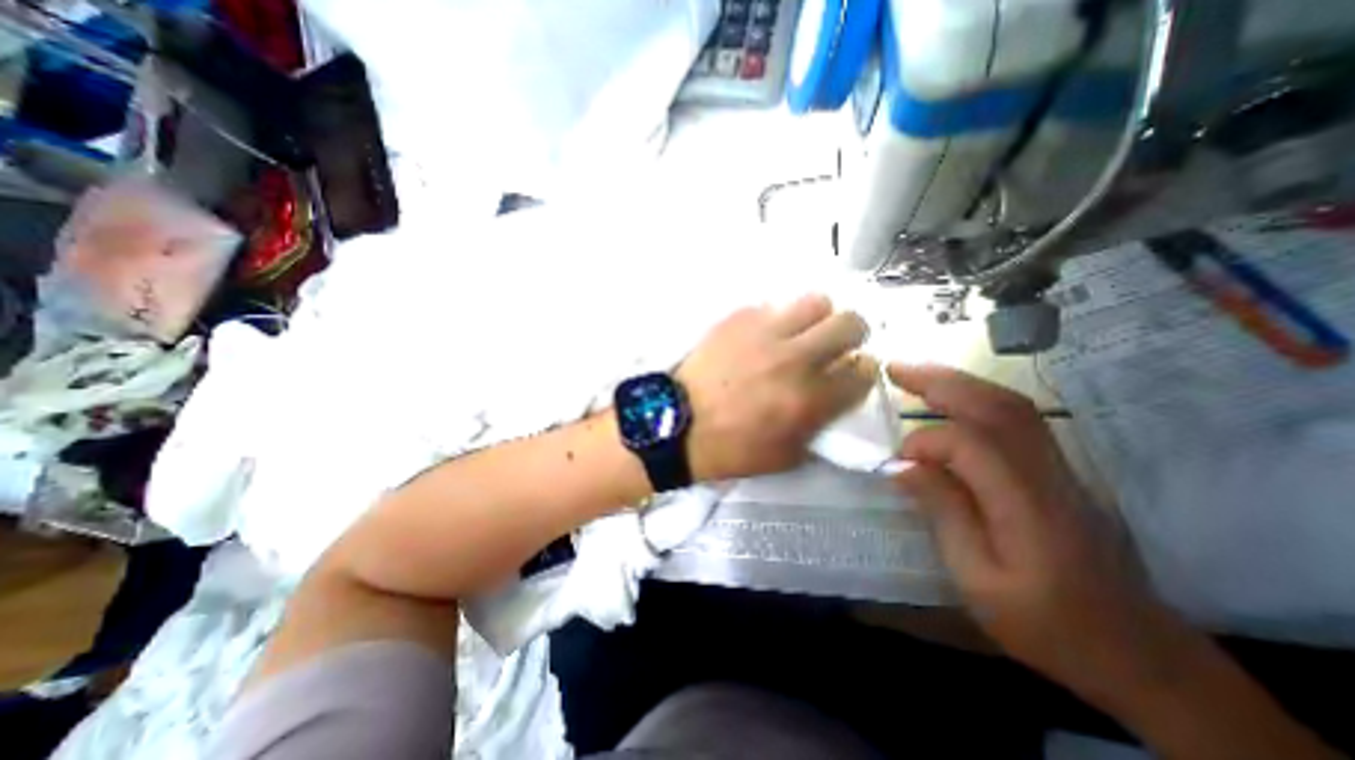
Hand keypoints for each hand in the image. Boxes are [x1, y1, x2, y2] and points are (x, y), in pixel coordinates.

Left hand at [679, 298, 880, 481]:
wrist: (676, 425)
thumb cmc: (730, 449)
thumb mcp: (786, 456)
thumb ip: (820, 426)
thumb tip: (834, 397)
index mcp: (810, 399)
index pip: (863, 372)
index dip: (862, 372)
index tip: (850, 373)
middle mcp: (795, 359)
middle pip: (850, 323)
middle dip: (851, 334)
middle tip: (834, 345)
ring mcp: (765, 333)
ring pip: (815, 302)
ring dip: (815, 319)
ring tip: (798, 334)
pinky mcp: (737, 319)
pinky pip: (770, 307)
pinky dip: (773, 321)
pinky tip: (758, 338)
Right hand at [893, 365, 1188, 708]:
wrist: (1141, 655)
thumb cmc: (1048, 627)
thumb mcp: (978, 581)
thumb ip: (943, 515)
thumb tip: (901, 467)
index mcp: (1028, 508)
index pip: (971, 446)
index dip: (925, 444)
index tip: (897, 464)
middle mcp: (1051, 476)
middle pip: (999, 408)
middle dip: (942, 382)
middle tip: (895, 369)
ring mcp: (1065, 470)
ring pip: (1012, 407)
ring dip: (960, 383)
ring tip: (915, 375)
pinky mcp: (1063, 473)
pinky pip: (1019, 421)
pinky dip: (979, 399)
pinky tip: (953, 400)